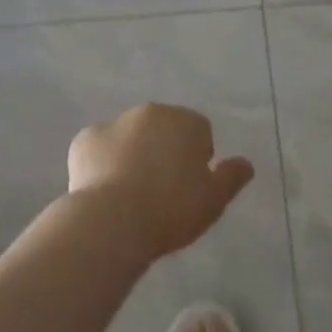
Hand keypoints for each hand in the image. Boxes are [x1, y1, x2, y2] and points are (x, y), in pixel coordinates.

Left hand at [68, 103, 254, 261]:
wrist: (113, 219)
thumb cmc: (171, 210)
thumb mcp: (213, 201)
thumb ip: (231, 178)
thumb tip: (246, 164)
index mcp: (184, 121)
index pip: (199, 131)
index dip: (197, 158)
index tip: (190, 187)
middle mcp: (150, 112)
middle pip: (163, 128)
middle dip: (164, 150)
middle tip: (161, 191)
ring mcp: (114, 122)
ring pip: (129, 136)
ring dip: (132, 154)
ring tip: (130, 195)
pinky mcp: (85, 139)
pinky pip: (99, 149)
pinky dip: (102, 163)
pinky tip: (103, 192)